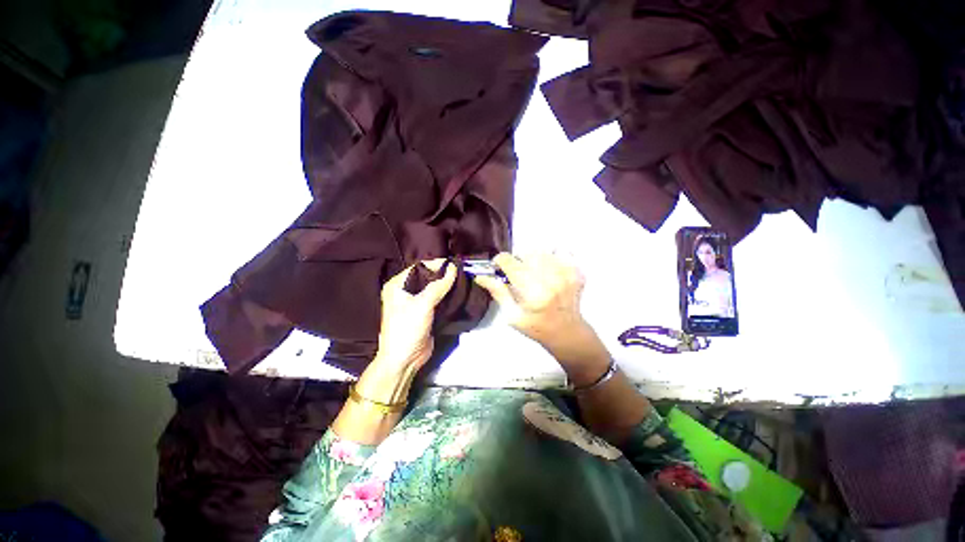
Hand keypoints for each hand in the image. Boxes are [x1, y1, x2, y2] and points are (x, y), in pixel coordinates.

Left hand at [373, 259, 456, 371]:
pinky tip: (458, 293)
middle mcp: (405, 291)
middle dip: (443, 275)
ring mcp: (415, 303)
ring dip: (446, 286)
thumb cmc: (407, 329)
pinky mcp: (425, 313)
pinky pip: (437, 300)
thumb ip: (438, 286)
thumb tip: (453, 268)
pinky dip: (447, 296)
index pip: (419, 267)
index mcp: (397, 285)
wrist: (404, 359)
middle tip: (461, 272)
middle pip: (427, 277)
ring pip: (433, 288)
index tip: (454, 264)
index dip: (436, 264)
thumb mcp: (422, 304)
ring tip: (463, 281)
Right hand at [474, 253, 600, 363]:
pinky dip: (550, 258)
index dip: (500, 261)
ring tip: (534, 274)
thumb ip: (498, 292)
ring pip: (541, 251)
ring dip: (533, 259)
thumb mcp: (511, 315)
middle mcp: (552, 280)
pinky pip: (558, 252)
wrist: (567, 331)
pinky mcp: (577, 270)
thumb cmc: (536, 326)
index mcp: (534, 293)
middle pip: (526, 253)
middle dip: (517, 260)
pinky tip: (549, 272)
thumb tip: (480, 275)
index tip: (499, 267)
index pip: (511, 262)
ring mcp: (568, 274)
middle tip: (518, 274)